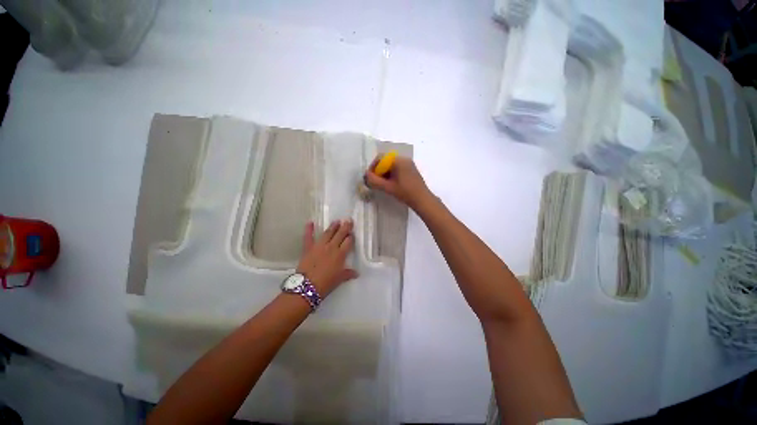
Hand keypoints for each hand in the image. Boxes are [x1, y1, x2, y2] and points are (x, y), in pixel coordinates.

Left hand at [296, 220, 358, 296]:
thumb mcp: (339, 279)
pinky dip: (309, 229)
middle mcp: (331, 247)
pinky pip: (308, 237)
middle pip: (340, 234)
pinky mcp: (308, 248)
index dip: (351, 237)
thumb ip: (348, 274)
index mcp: (340, 254)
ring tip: (337, 221)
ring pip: (328, 233)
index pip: (348, 242)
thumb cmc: (326, 284)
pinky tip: (310, 222)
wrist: (307, 287)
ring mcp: (319, 246)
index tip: (352, 233)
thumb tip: (357, 273)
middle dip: (345, 227)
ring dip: (333, 226)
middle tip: (349, 220)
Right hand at [364, 155, 432, 210]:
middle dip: (379, 171)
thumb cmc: (405, 192)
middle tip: (375, 182)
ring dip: (385, 174)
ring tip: (383, 185)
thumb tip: (366, 175)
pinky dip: (392, 175)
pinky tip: (392, 184)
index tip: (370, 178)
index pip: (380, 158)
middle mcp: (404, 159)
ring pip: (392, 166)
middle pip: (386, 161)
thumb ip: (374, 181)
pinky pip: (398, 169)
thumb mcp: (387, 187)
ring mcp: (409, 164)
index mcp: (398, 160)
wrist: (422, 200)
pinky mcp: (412, 170)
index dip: (373, 167)